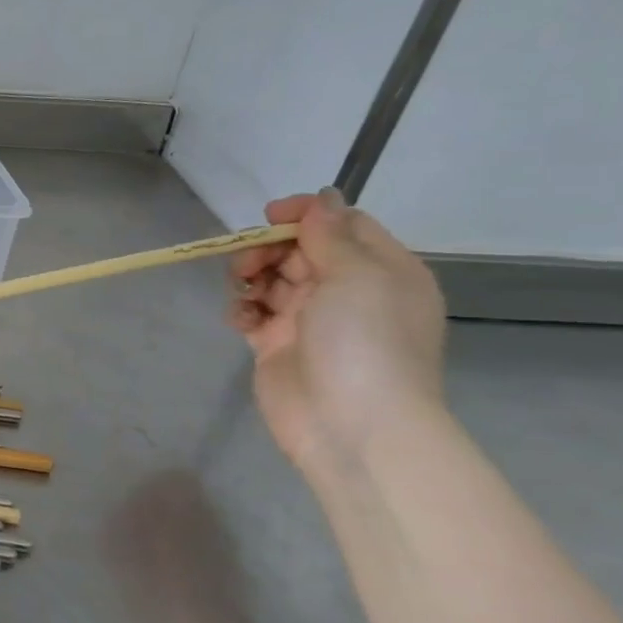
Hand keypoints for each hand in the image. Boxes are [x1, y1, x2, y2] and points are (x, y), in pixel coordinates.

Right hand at [229, 190, 447, 477]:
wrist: (352, 424)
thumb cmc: (364, 341)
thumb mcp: (357, 275)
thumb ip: (331, 234)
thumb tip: (322, 198)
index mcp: (382, 271)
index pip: (342, 226)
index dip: (305, 215)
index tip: (268, 216)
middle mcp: (349, 292)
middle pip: (299, 251)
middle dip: (268, 249)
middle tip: (248, 264)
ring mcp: (310, 320)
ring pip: (271, 279)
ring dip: (250, 277)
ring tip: (243, 292)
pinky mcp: (277, 345)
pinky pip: (253, 313)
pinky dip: (241, 309)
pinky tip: (240, 319)